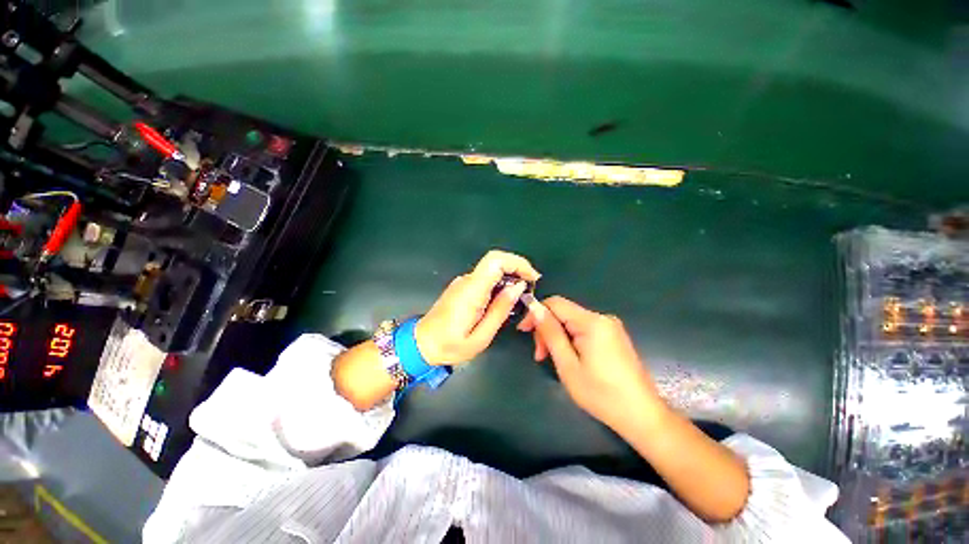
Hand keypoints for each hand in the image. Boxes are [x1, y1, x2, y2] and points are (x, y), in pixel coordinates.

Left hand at [415, 250, 539, 364]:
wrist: (421, 344)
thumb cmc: (450, 346)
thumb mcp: (481, 336)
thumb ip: (500, 310)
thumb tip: (518, 287)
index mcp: (471, 291)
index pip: (495, 261)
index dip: (518, 263)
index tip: (533, 278)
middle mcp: (467, 281)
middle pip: (496, 261)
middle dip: (518, 270)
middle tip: (530, 290)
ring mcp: (463, 282)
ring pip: (492, 269)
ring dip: (510, 278)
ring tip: (521, 299)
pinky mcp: (463, 287)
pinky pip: (486, 278)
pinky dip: (500, 283)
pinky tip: (505, 301)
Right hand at [517, 296, 664, 432]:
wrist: (642, 416)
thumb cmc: (601, 394)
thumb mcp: (567, 364)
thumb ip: (550, 333)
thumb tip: (534, 308)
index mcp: (592, 322)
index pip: (555, 303)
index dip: (536, 313)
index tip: (524, 331)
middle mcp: (603, 318)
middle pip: (563, 313)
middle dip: (547, 330)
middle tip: (540, 355)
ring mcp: (610, 327)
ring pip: (572, 322)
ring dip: (557, 337)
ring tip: (551, 360)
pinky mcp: (614, 336)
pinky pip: (584, 329)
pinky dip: (571, 340)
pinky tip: (569, 358)